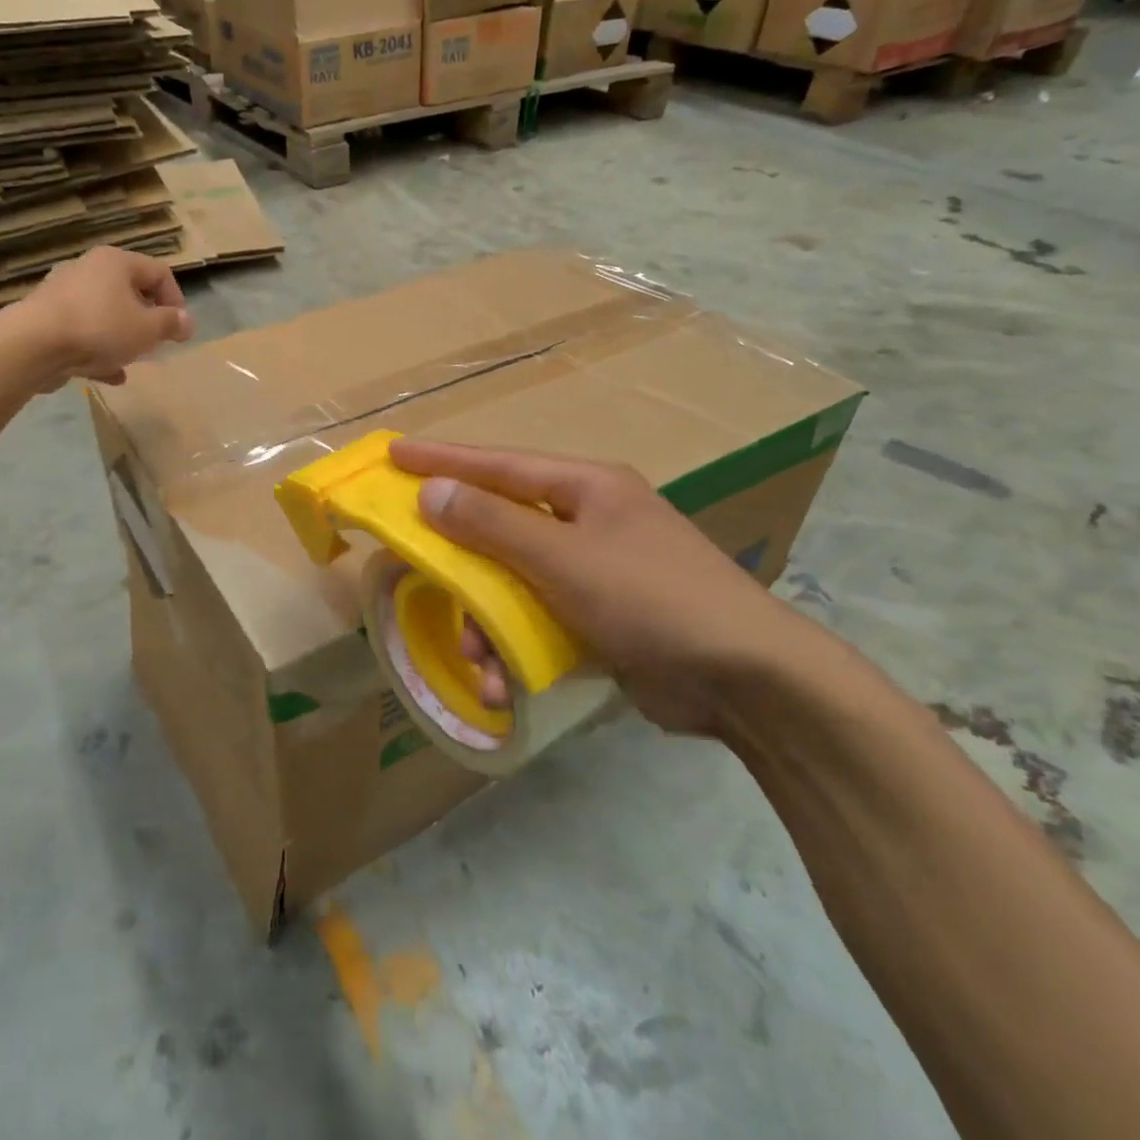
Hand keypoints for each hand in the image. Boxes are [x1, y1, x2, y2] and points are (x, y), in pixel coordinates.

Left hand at [13, 248, 193, 387]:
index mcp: (116, 262)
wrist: (32, 346)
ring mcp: (63, 294)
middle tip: (156, 344)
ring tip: (133, 361)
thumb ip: (170, 324)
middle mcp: (88, 269)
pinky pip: (83, 332)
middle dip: (147, 321)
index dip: (176, 301)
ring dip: (123, 338)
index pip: (159, 272)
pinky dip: (98, 350)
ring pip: (105, 314)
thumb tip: (187, 321)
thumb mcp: (146, 330)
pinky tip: (109, 375)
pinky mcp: (46, 319)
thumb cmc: (99, 328)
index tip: (179, 330)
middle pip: (129, 292)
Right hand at [390, 440, 833, 737]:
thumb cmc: (650, 600)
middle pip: (500, 527)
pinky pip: (538, 618)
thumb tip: (431, 492)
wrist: (747, 681)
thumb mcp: (563, 559)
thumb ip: (492, 525)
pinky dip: (516, 647)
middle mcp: (588, 519)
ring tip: (478, 661)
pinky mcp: (601, 616)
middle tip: (418, 571)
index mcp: (586, 487)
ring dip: (488, 622)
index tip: (393, 456)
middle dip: (462, 564)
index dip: (442, 460)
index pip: (498, 464)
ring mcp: (596, 569)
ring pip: (514, 581)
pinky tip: (505, 683)